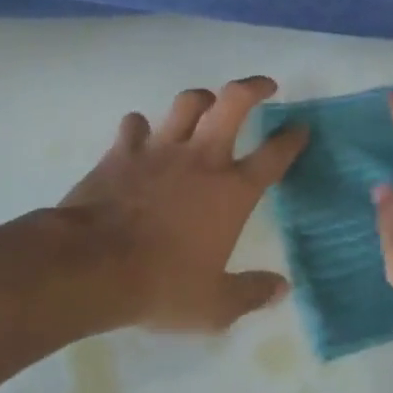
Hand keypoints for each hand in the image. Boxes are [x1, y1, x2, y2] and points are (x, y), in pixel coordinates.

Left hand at [59, 76, 307, 333]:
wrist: (92, 265)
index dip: (292, 139)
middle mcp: (202, 158)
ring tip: (207, 104)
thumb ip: (250, 294)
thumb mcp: (213, 307)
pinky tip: (141, 135)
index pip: (274, 155)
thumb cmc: (160, 285)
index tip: (301, 127)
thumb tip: (282, 288)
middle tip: (265, 86)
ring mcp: (160, 149)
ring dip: (201, 99)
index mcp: (231, 191)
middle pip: (234, 102)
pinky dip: (140, 127)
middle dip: (254, 87)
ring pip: (187, 102)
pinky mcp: (122, 151)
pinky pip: (135, 124)